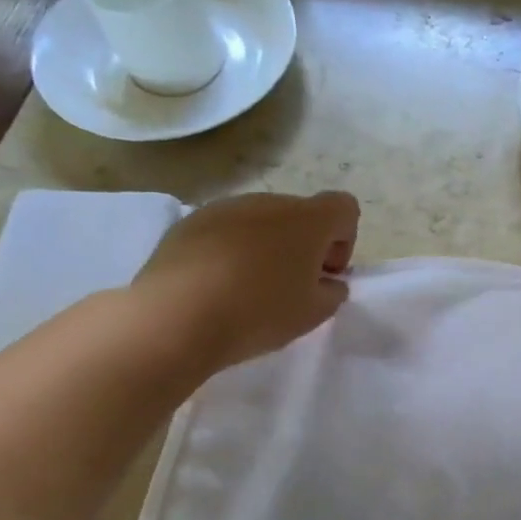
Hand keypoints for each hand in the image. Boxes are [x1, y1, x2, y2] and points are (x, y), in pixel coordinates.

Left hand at [130, 190, 359, 376]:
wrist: (176, 317)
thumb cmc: (259, 312)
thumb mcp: (314, 313)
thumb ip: (332, 292)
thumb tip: (327, 281)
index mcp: (307, 219)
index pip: (344, 207)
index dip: (344, 240)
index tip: (325, 274)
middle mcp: (268, 202)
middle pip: (300, 215)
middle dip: (303, 246)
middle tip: (291, 288)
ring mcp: (224, 208)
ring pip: (260, 222)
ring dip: (266, 248)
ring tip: (249, 290)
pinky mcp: (189, 223)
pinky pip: (225, 232)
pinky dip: (230, 252)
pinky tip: (217, 287)